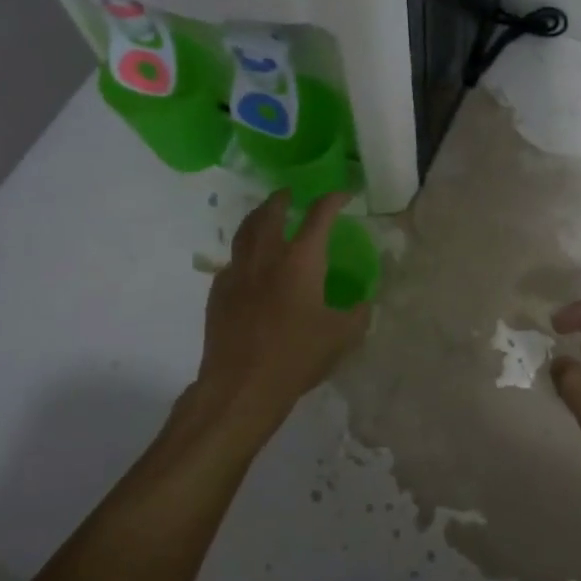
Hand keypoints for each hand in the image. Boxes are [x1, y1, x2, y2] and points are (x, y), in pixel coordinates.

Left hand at [197, 190, 370, 425]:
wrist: (241, 386)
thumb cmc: (297, 357)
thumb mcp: (342, 337)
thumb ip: (357, 314)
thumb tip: (362, 304)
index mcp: (301, 261)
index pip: (319, 216)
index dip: (333, 199)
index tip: (343, 195)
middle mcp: (267, 258)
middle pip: (270, 213)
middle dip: (282, 198)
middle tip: (290, 194)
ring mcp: (238, 273)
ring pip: (244, 232)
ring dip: (257, 217)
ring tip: (264, 216)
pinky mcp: (218, 293)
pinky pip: (232, 262)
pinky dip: (243, 254)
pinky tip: (249, 266)